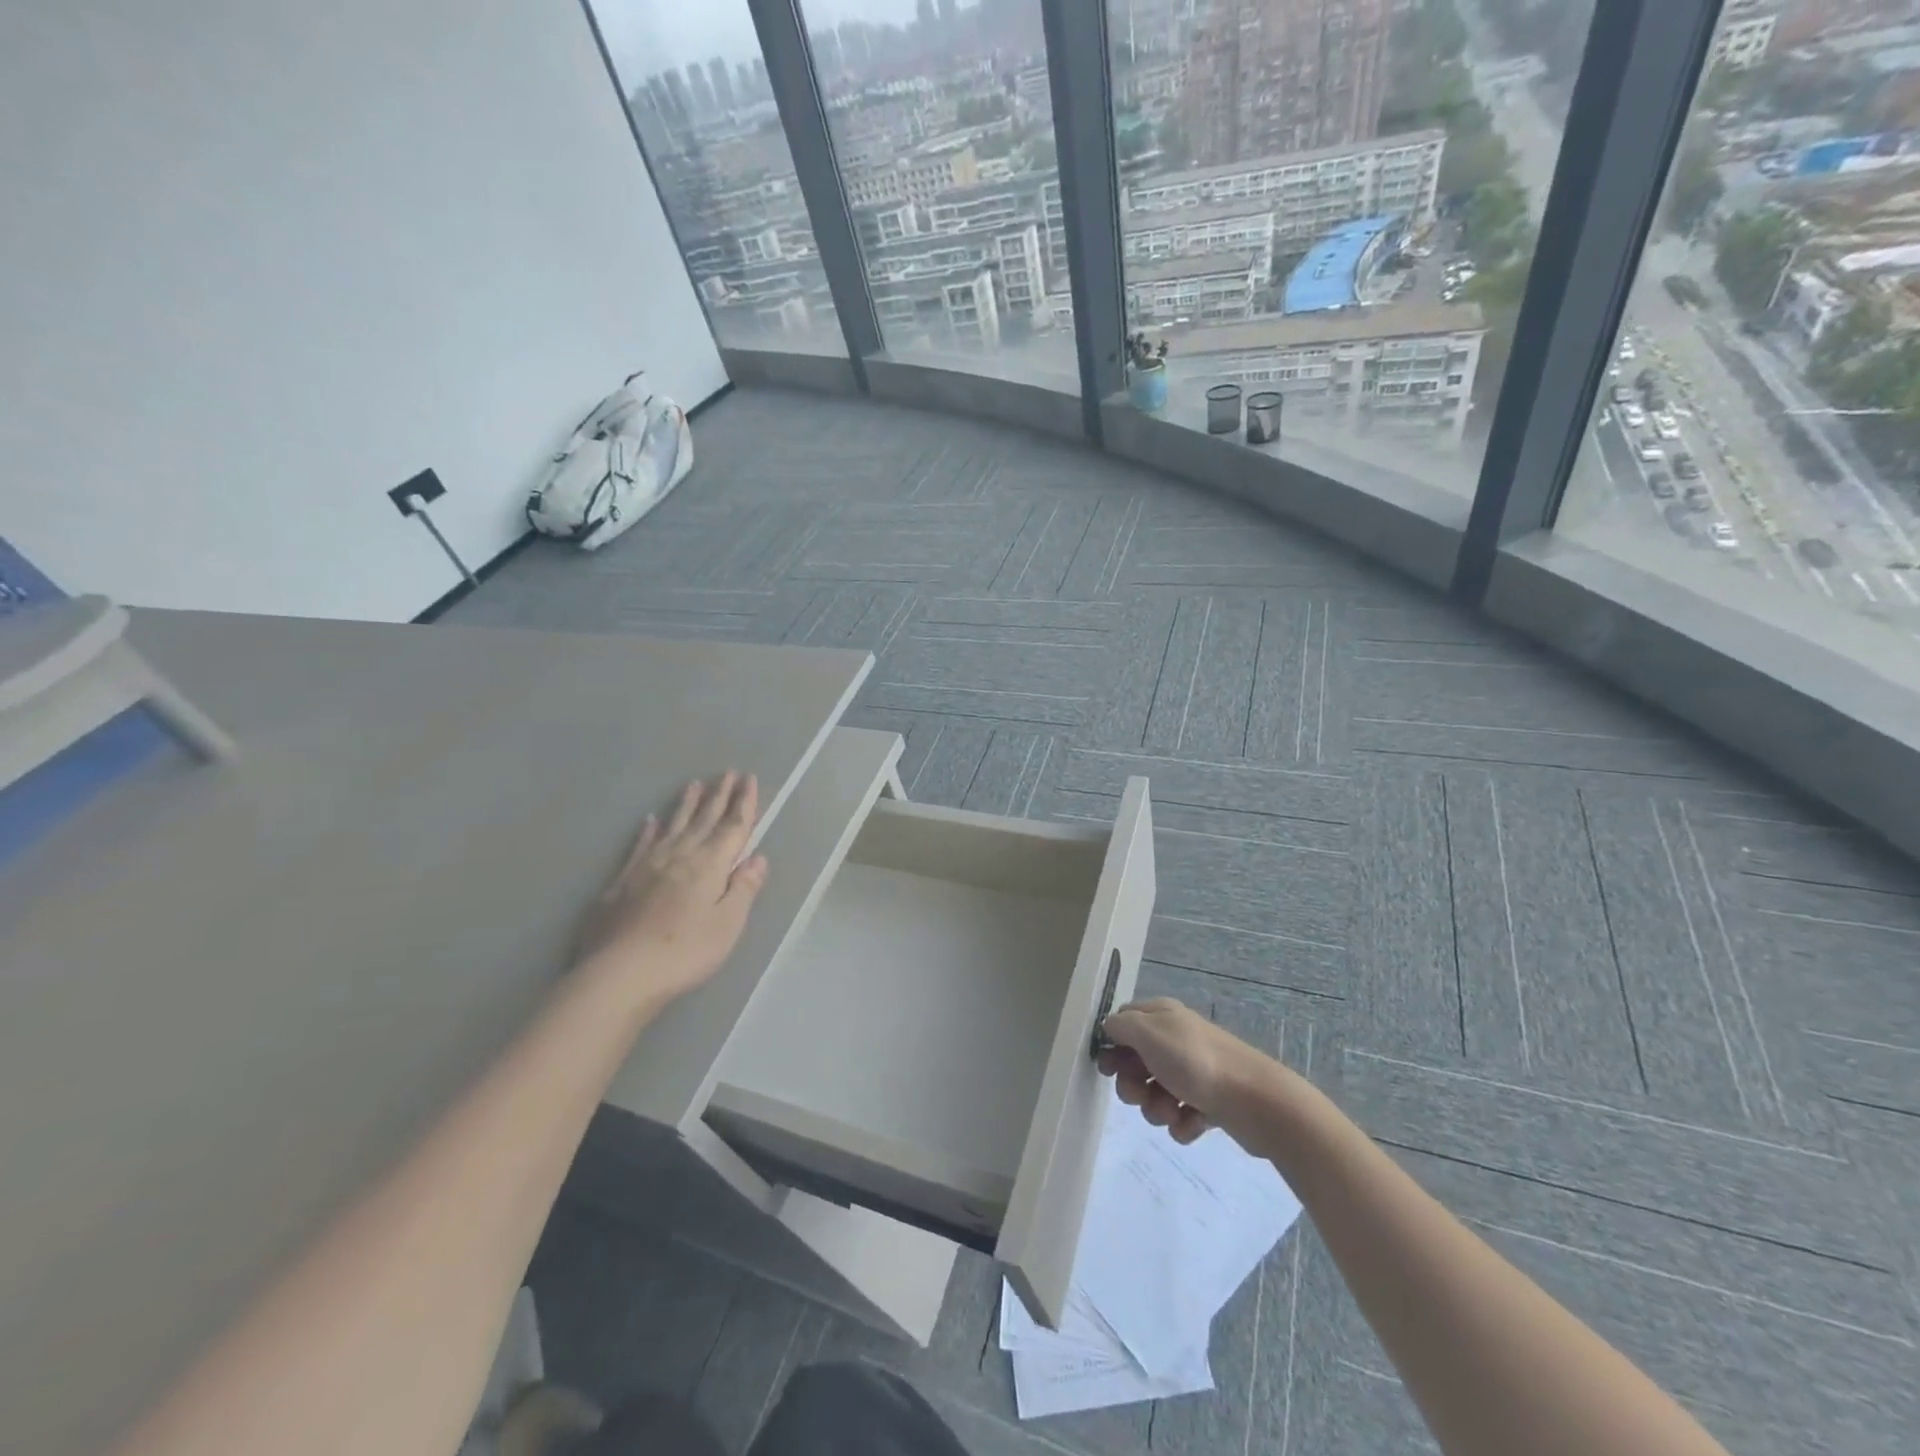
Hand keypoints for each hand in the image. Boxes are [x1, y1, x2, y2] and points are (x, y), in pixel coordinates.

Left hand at [576, 772, 768, 1008]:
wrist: (620, 973)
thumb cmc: (685, 951)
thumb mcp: (728, 923)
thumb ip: (743, 888)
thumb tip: (757, 857)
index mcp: (711, 865)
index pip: (733, 827)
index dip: (743, 802)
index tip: (748, 779)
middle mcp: (681, 856)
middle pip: (704, 820)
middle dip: (718, 796)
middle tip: (727, 773)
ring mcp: (648, 866)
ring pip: (673, 826)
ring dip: (686, 805)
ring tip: (693, 785)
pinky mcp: (623, 880)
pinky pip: (640, 845)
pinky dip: (649, 831)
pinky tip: (650, 821)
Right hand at [1096, 997, 1266, 1144]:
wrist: (1255, 1101)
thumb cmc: (1195, 1061)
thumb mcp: (1149, 1033)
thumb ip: (1121, 1026)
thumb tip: (1109, 1027)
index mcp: (1162, 1016)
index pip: (1123, 1023)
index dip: (1112, 1046)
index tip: (1108, 1068)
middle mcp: (1176, 1040)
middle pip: (1135, 1062)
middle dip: (1132, 1085)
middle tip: (1141, 1093)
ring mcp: (1193, 1072)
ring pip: (1155, 1093)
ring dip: (1156, 1107)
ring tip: (1173, 1110)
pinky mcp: (1208, 1102)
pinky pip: (1179, 1116)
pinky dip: (1182, 1122)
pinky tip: (1192, 1122)